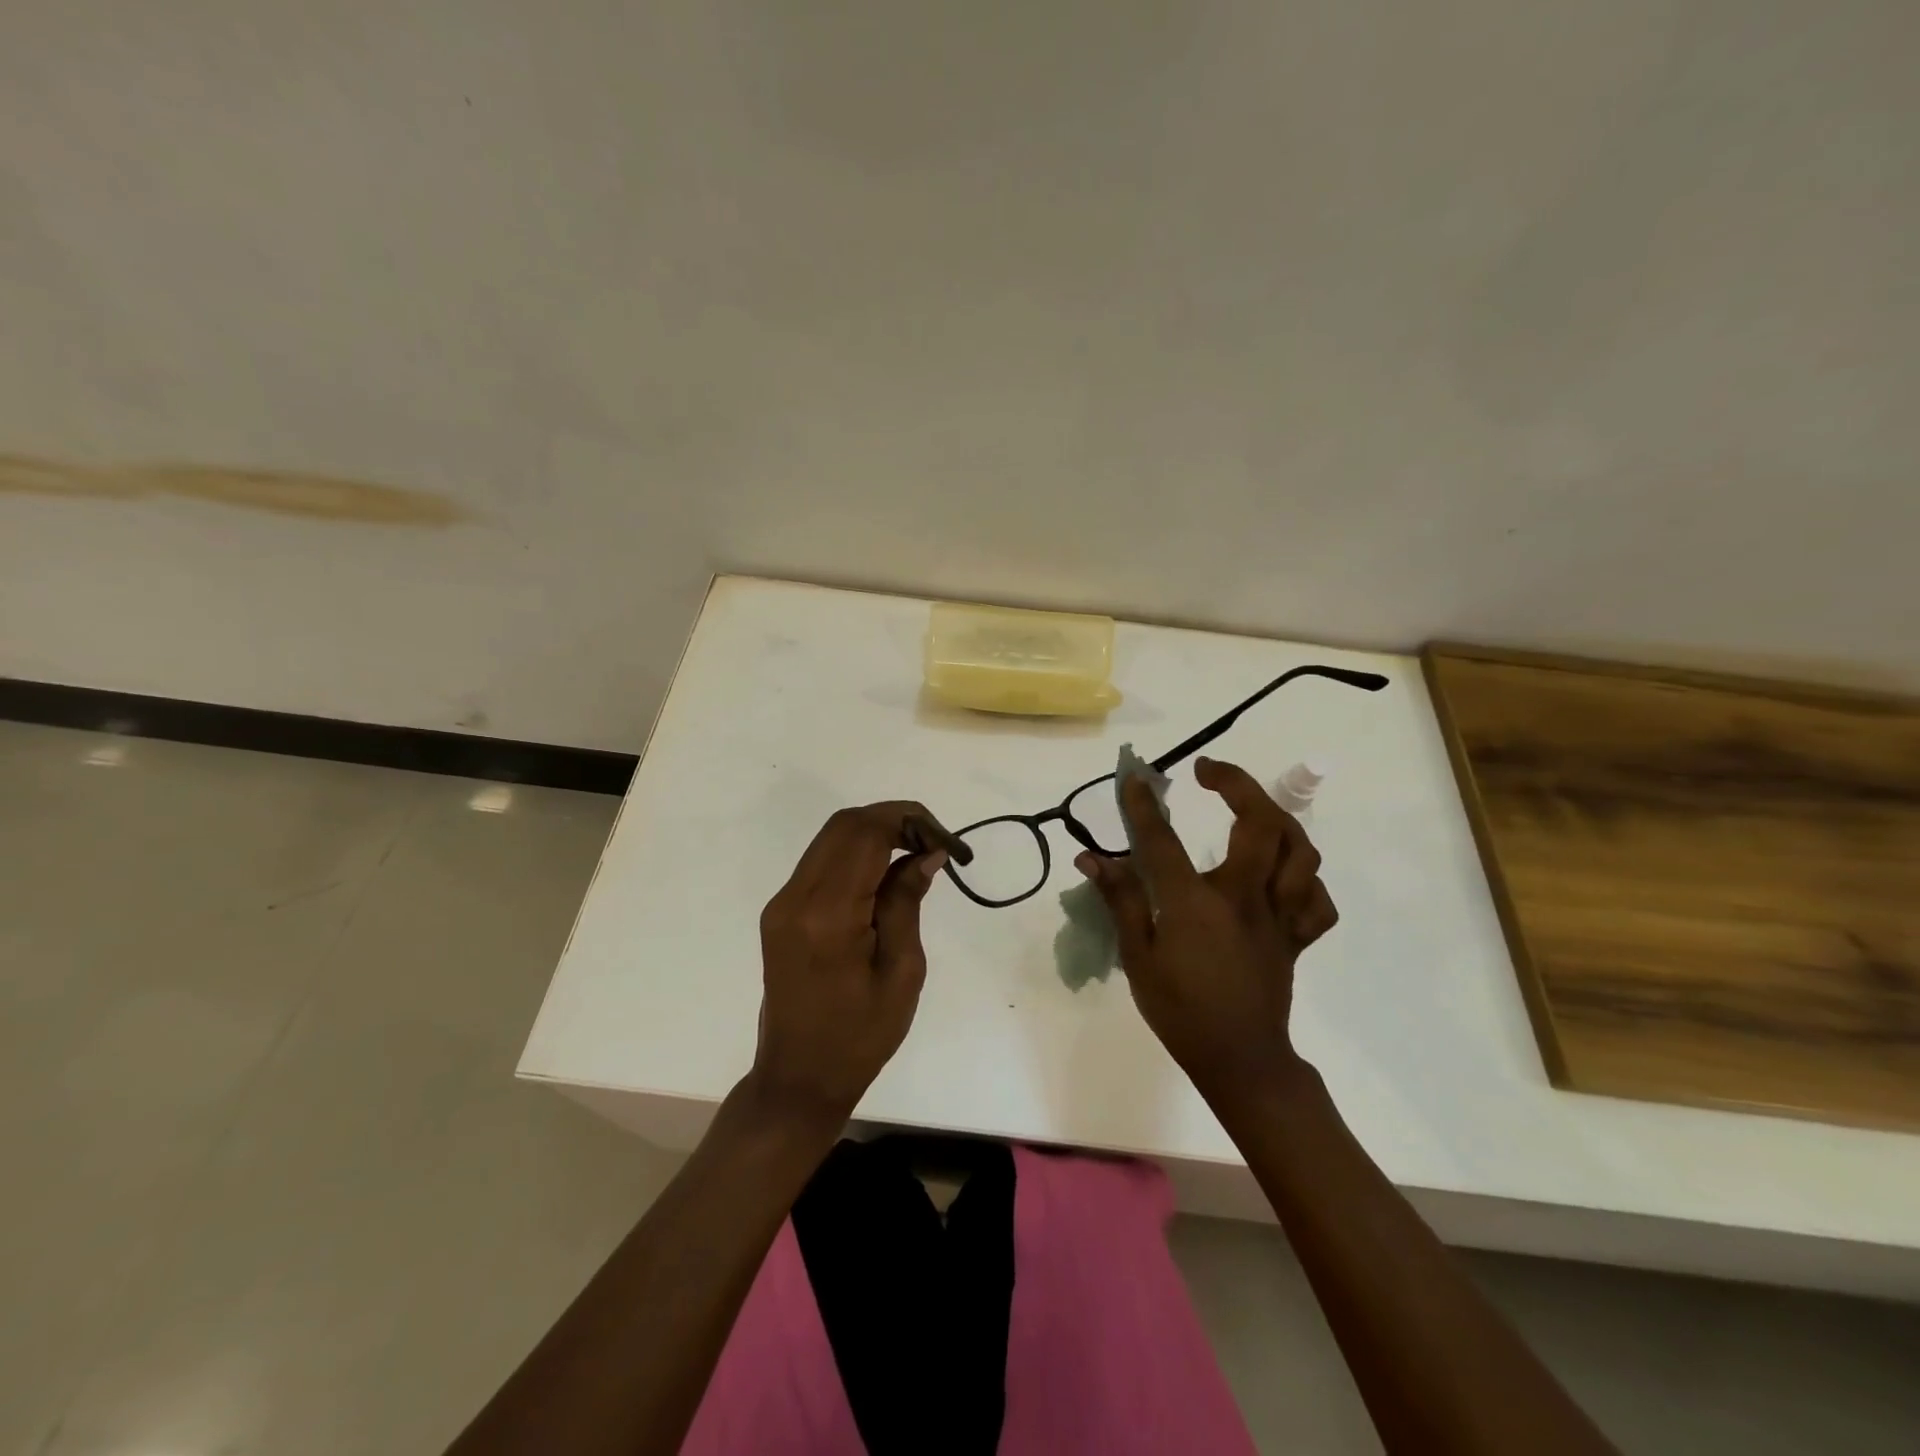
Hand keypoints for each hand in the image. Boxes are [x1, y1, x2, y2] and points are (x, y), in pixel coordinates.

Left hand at [750, 802, 946, 1125]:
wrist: (799, 1076)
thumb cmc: (861, 1036)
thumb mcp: (902, 972)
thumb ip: (907, 902)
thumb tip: (926, 852)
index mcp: (827, 915)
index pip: (865, 834)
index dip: (908, 821)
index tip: (945, 842)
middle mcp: (796, 898)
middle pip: (844, 825)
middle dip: (893, 818)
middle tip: (933, 843)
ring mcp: (782, 903)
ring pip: (831, 838)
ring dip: (874, 832)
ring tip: (916, 854)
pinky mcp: (781, 911)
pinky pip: (821, 861)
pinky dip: (856, 853)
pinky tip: (885, 874)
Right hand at [1075, 757, 1338, 1103]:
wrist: (1240, 1061)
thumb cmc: (1181, 1011)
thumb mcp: (1138, 959)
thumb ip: (1121, 902)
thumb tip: (1093, 858)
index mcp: (1197, 904)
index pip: (1164, 840)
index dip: (1143, 805)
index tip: (1133, 778)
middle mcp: (1245, 898)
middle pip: (1260, 823)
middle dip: (1237, 783)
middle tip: (1209, 772)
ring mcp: (1279, 916)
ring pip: (1301, 852)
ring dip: (1277, 818)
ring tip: (1250, 809)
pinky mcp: (1297, 937)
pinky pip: (1317, 899)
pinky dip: (1304, 879)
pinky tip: (1282, 875)